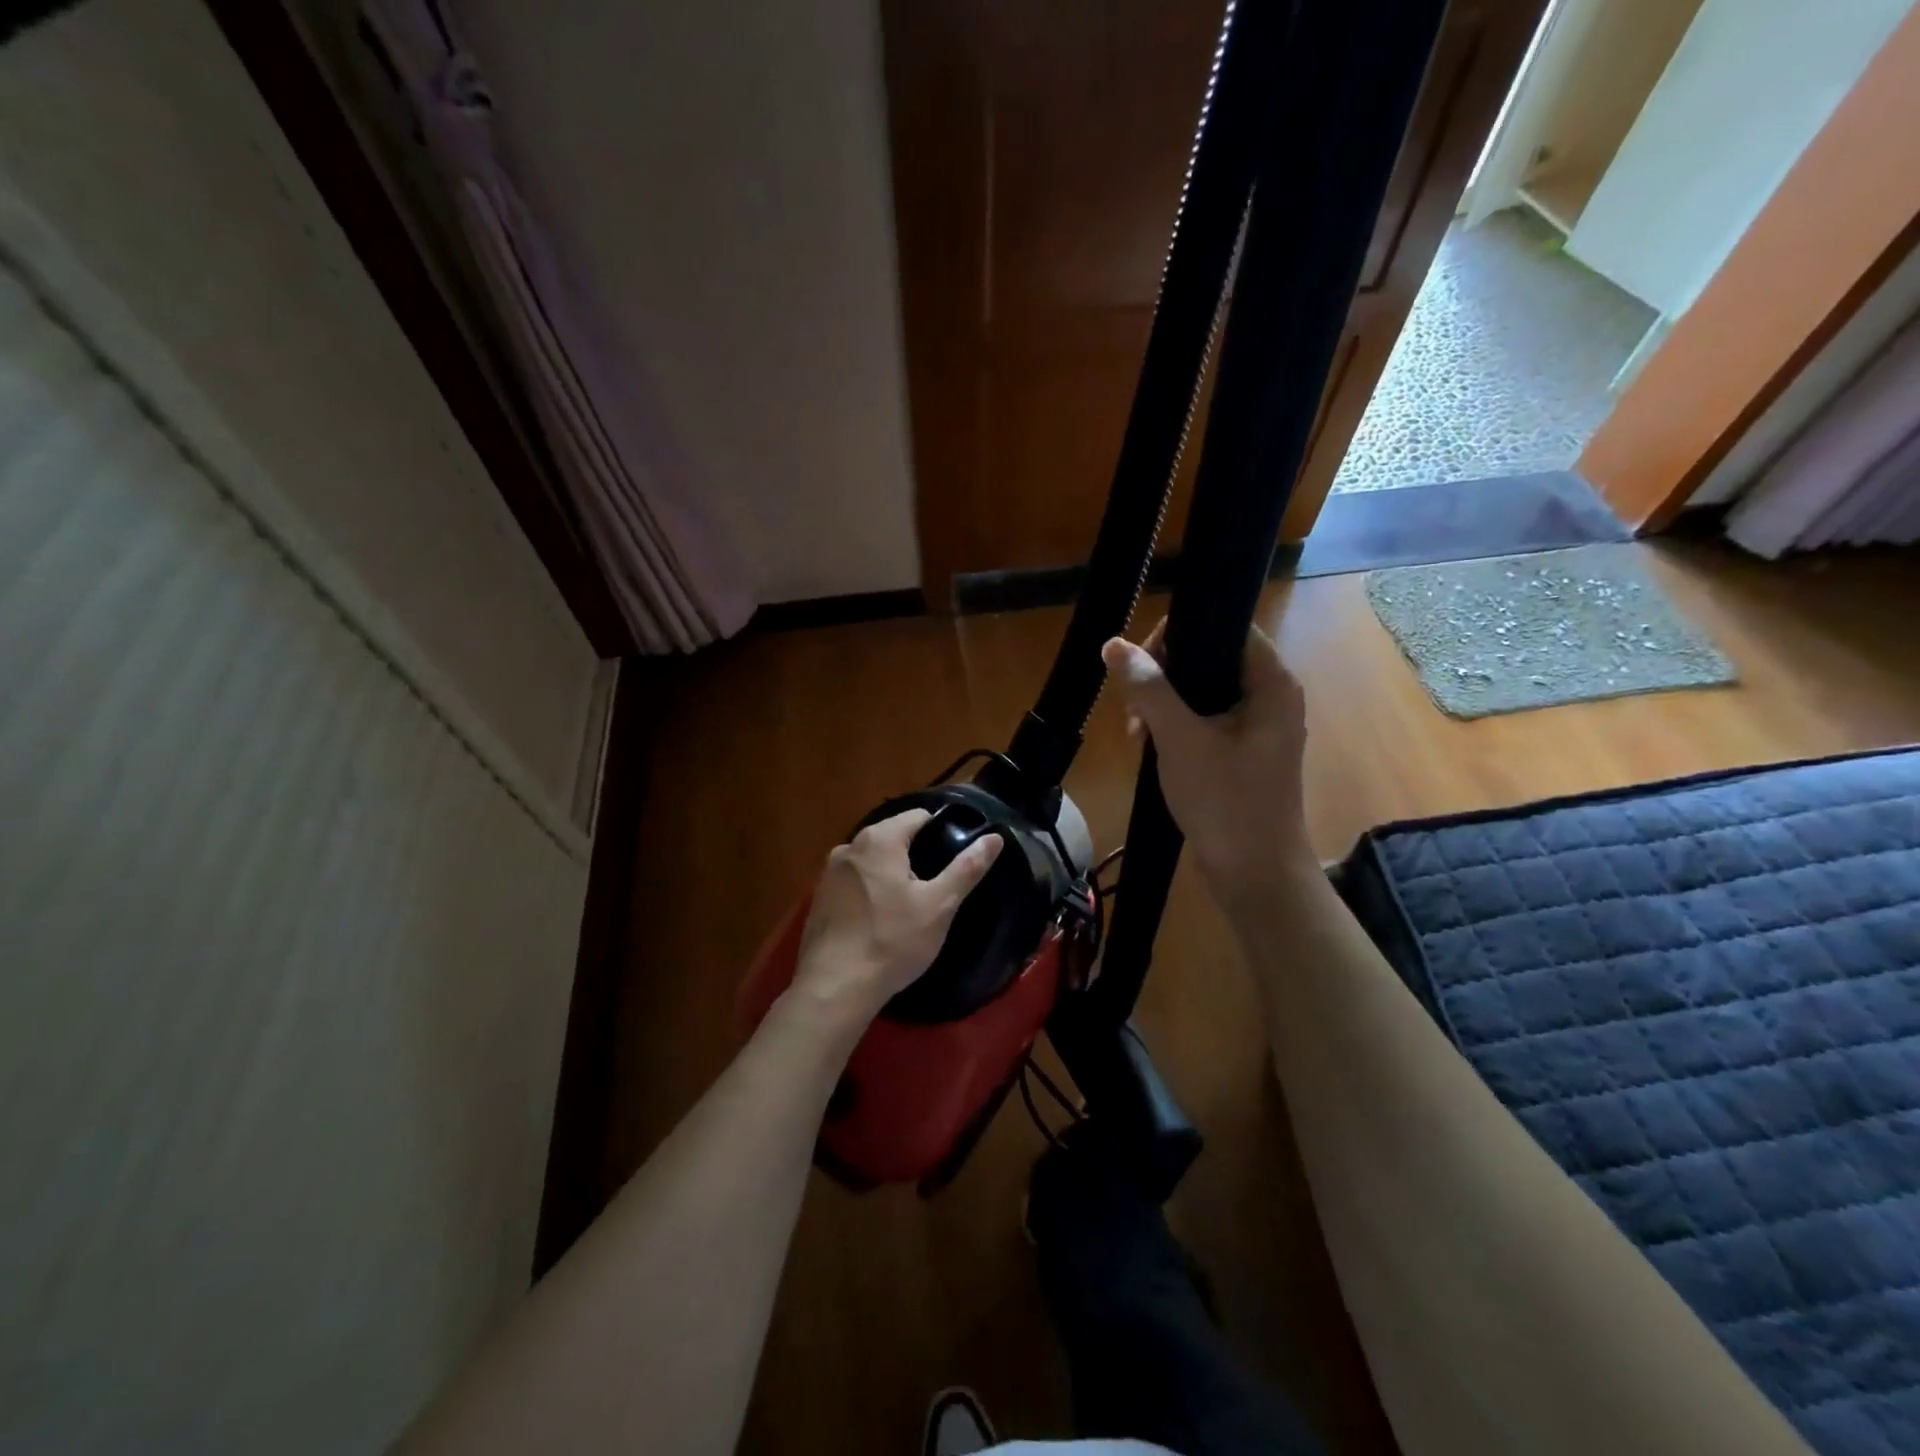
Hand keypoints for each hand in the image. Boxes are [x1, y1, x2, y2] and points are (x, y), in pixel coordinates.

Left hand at [788, 809, 1003, 1028]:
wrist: (835, 988)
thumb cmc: (892, 941)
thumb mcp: (939, 905)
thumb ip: (967, 867)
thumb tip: (994, 837)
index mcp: (879, 839)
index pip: (918, 817)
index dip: (942, 831)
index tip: (956, 857)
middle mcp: (849, 846)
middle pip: (893, 837)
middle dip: (916, 855)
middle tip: (937, 887)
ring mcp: (829, 873)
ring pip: (872, 861)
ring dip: (892, 874)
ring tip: (912, 905)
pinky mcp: (819, 899)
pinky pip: (854, 883)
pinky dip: (870, 892)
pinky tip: (881, 920)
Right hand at [1101, 622, 1313, 898]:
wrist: (1254, 874)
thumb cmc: (1225, 802)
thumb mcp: (1180, 740)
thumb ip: (1148, 688)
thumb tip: (1114, 645)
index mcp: (1270, 682)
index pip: (1224, 626)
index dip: (1178, 635)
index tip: (1141, 668)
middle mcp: (1269, 695)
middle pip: (1207, 657)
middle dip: (1162, 677)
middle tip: (1133, 710)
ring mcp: (1255, 725)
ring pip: (1199, 690)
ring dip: (1162, 704)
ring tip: (1136, 735)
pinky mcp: (1241, 751)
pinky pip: (1202, 719)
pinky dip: (1173, 726)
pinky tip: (1148, 746)